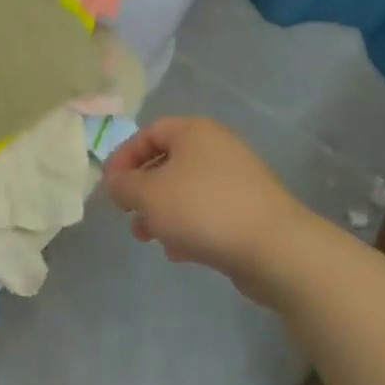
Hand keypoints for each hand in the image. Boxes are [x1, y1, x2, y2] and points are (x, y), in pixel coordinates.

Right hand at [102, 116, 312, 299]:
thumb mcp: (149, 195)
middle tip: (129, 215)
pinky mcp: (249, 209)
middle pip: (168, 162)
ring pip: (186, 190)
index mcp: (194, 132)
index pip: (149, 132)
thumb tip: (117, 181)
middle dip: (143, 191)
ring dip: (162, 213)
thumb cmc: (202, 209)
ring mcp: (236, 178)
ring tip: (150, 239)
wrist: (274, 248)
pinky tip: (179, 253)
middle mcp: (217, 147)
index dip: (124, 157)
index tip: (110, 187)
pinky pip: (208, 211)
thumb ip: (124, 185)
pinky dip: (188, 227)